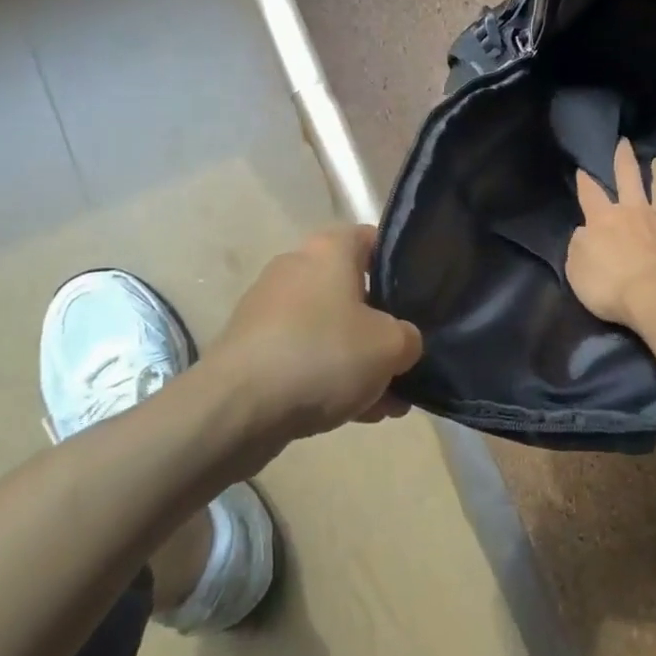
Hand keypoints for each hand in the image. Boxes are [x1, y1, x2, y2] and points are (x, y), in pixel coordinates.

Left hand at [207, 225, 421, 446]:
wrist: (236, 409)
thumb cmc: (323, 355)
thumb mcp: (391, 346)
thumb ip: (409, 338)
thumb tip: (402, 343)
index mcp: (330, 249)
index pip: (374, 241)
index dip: (401, 268)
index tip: (419, 301)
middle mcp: (297, 267)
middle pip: (353, 292)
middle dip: (380, 329)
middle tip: (403, 361)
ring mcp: (269, 308)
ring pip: (329, 329)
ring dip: (357, 362)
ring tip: (385, 403)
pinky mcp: (251, 348)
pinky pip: (303, 356)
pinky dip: (326, 378)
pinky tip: (352, 414)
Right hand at [567, 138, 655, 331]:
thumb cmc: (611, 286)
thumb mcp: (577, 269)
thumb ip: (579, 246)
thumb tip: (583, 232)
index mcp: (605, 219)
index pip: (590, 194)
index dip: (584, 182)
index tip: (582, 170)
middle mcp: (636, 213)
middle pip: (629, 179)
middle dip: (625, 160)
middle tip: (625, 143)